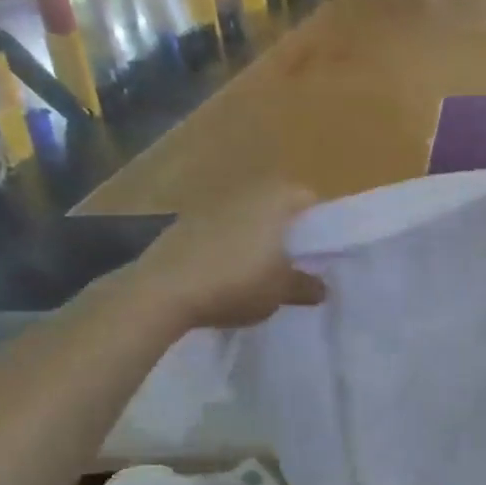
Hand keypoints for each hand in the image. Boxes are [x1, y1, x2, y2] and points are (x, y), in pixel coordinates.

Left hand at [117, 182, 325, 331]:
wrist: (163, 291)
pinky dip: (228, 244)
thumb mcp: (280, 292)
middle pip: (278, 206)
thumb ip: (305, 286)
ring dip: (256, 237)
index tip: (321, 254)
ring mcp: (212, 204)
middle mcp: (247, 192)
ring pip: (248, 216)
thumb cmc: (236, 283)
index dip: (320, 227)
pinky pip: (220, 229)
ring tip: (259, 271)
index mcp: (276, 200)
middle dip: (287, 231)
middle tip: (294, 263)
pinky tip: (224, 273)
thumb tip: (322, 287)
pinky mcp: (184, 222)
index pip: (311, 201)